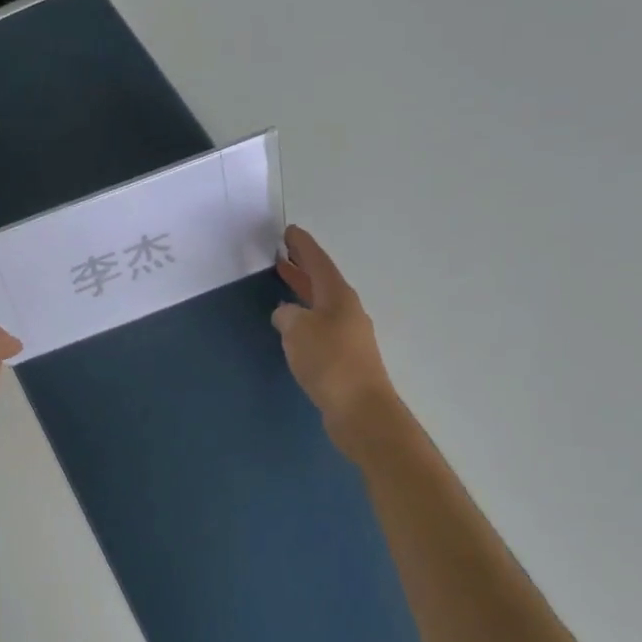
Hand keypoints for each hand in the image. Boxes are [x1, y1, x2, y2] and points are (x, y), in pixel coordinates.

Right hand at [272, 226, 395, 451]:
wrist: (359, 410)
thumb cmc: (329, 362)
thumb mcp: (298, 330)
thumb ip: (287, 315)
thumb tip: (286, 314)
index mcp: (338, 297)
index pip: (318, 263)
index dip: (303, 246)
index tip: (289, 231)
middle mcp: (346, 311)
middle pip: (321, 281)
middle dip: (302, 267)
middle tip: (282, 253)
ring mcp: (347, 335)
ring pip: (320, 303)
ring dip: (302, 291)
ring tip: (284, 283)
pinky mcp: (344, 357)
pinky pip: (319, 326)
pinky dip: (304, 317)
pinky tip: (292, 325)